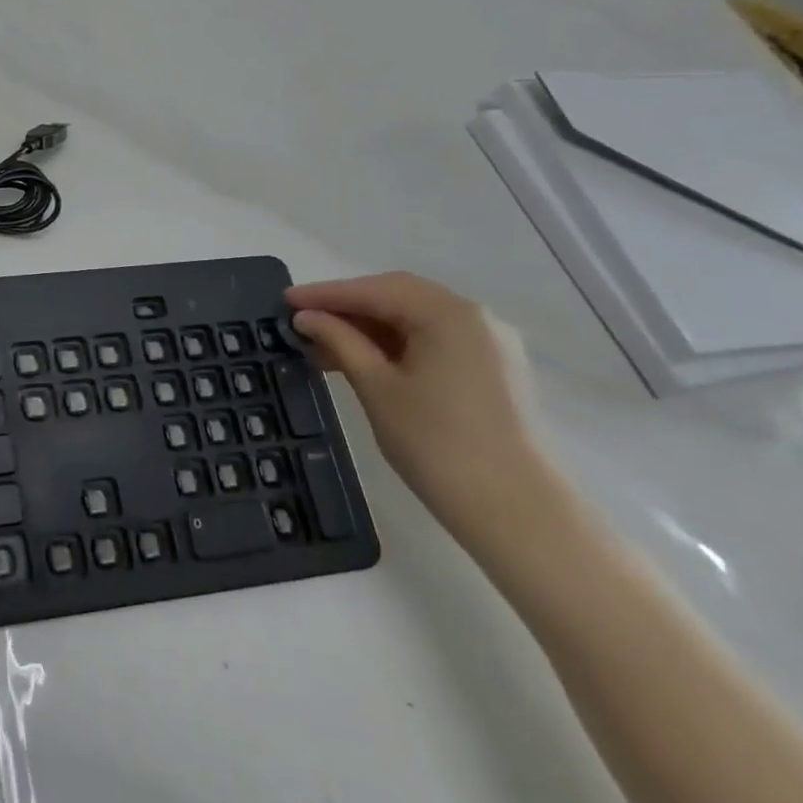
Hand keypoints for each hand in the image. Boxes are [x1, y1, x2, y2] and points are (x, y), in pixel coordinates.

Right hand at [285, 272, 556, 541]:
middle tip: (302, 320)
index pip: (375, 290)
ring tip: (323, 346)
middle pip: (399, 297)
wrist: (517, 512)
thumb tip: (306, 318)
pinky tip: (363, 362)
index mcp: (449, 314)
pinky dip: (395, 345)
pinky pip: (434, 341)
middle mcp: (476, 318)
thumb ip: (340, 342)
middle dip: (347, 306)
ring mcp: (490, 344)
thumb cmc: (437, 444)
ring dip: (369, 328)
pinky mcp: (493, 371)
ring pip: (416, 320)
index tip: (285, 300)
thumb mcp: (377, 388)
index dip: (326, 294)